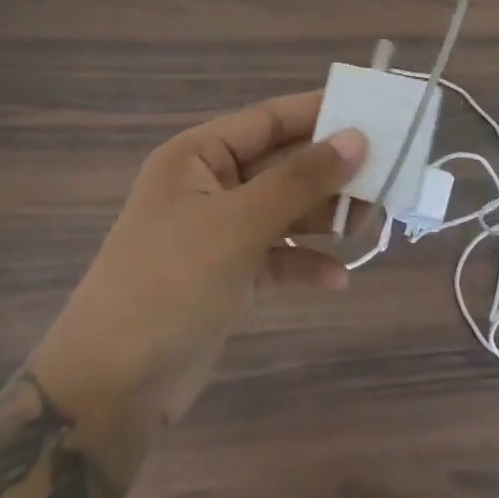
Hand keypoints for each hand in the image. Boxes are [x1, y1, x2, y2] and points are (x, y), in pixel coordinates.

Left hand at [29, 92, 364, 456]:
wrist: (112, 386)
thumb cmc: (171, 283)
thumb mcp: (238, 224)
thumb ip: (300, 180)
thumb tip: (357, 138)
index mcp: (198, 156)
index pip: (269, 119)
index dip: (320, 113)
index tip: (375, 111)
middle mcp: (209, 186)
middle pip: (282, 166)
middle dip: (330, 173)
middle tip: (387, 176)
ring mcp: (217, 233)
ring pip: (284, 212)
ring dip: (324, 219)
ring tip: (371, 226)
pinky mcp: (227, 276)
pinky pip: (276, 258)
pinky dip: (304, 264)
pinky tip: (337, 278)